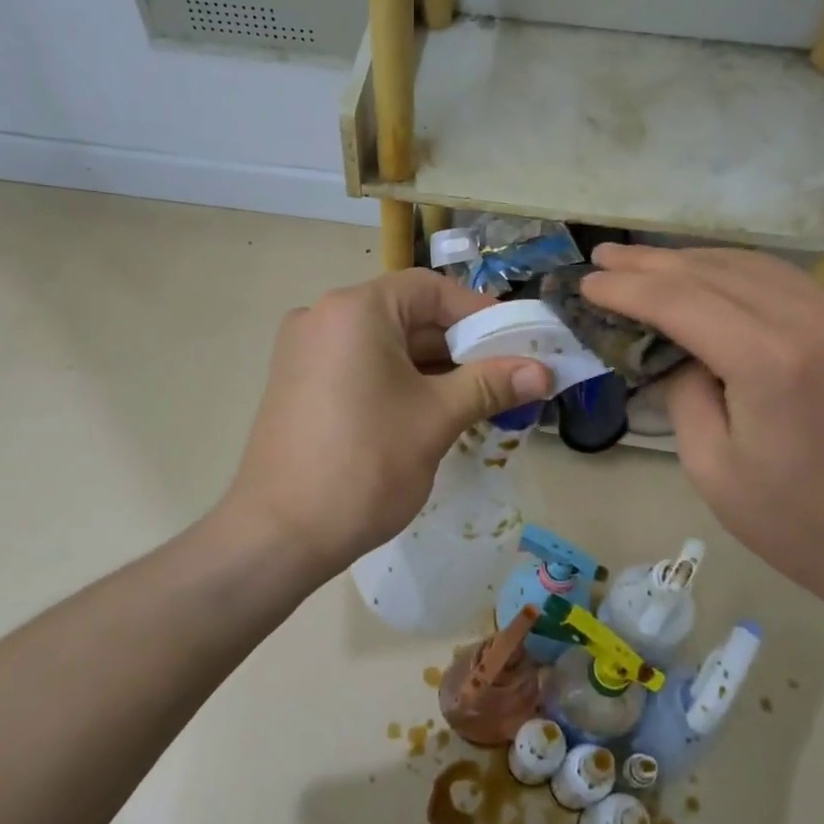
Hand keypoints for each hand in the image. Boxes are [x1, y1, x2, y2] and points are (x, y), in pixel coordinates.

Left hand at [219, 269, 551, 581]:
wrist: (279, 534)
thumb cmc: (365, 465)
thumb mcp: (436, 419)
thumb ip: (490, 385)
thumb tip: (544, 371)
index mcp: (355, 309)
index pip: (430, 289)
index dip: (479, 313)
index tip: (517, 344)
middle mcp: (323, 317)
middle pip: (407, 315)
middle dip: (459, 346)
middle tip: (505, 377)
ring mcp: (304, 351)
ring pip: (385, 345)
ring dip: (432, 367)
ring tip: (477, 401)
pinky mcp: (298, 384)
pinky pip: (360, 367)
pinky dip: (398, 381)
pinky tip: (430, 413)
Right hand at [582, 245, 823, 609]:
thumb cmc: (795, 523)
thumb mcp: (711, 467)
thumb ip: (684, 394)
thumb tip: (680, 353)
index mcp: (770, 363)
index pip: (681, 302)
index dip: (628, 289)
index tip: (588, 282)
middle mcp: (813, 323)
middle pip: (715, 272)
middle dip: (652, 263)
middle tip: (605, 256)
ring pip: (754, 266)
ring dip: (694, 260)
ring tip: (647, 261)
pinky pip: (789, 282)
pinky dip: (738, 273)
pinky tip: (710, 278)